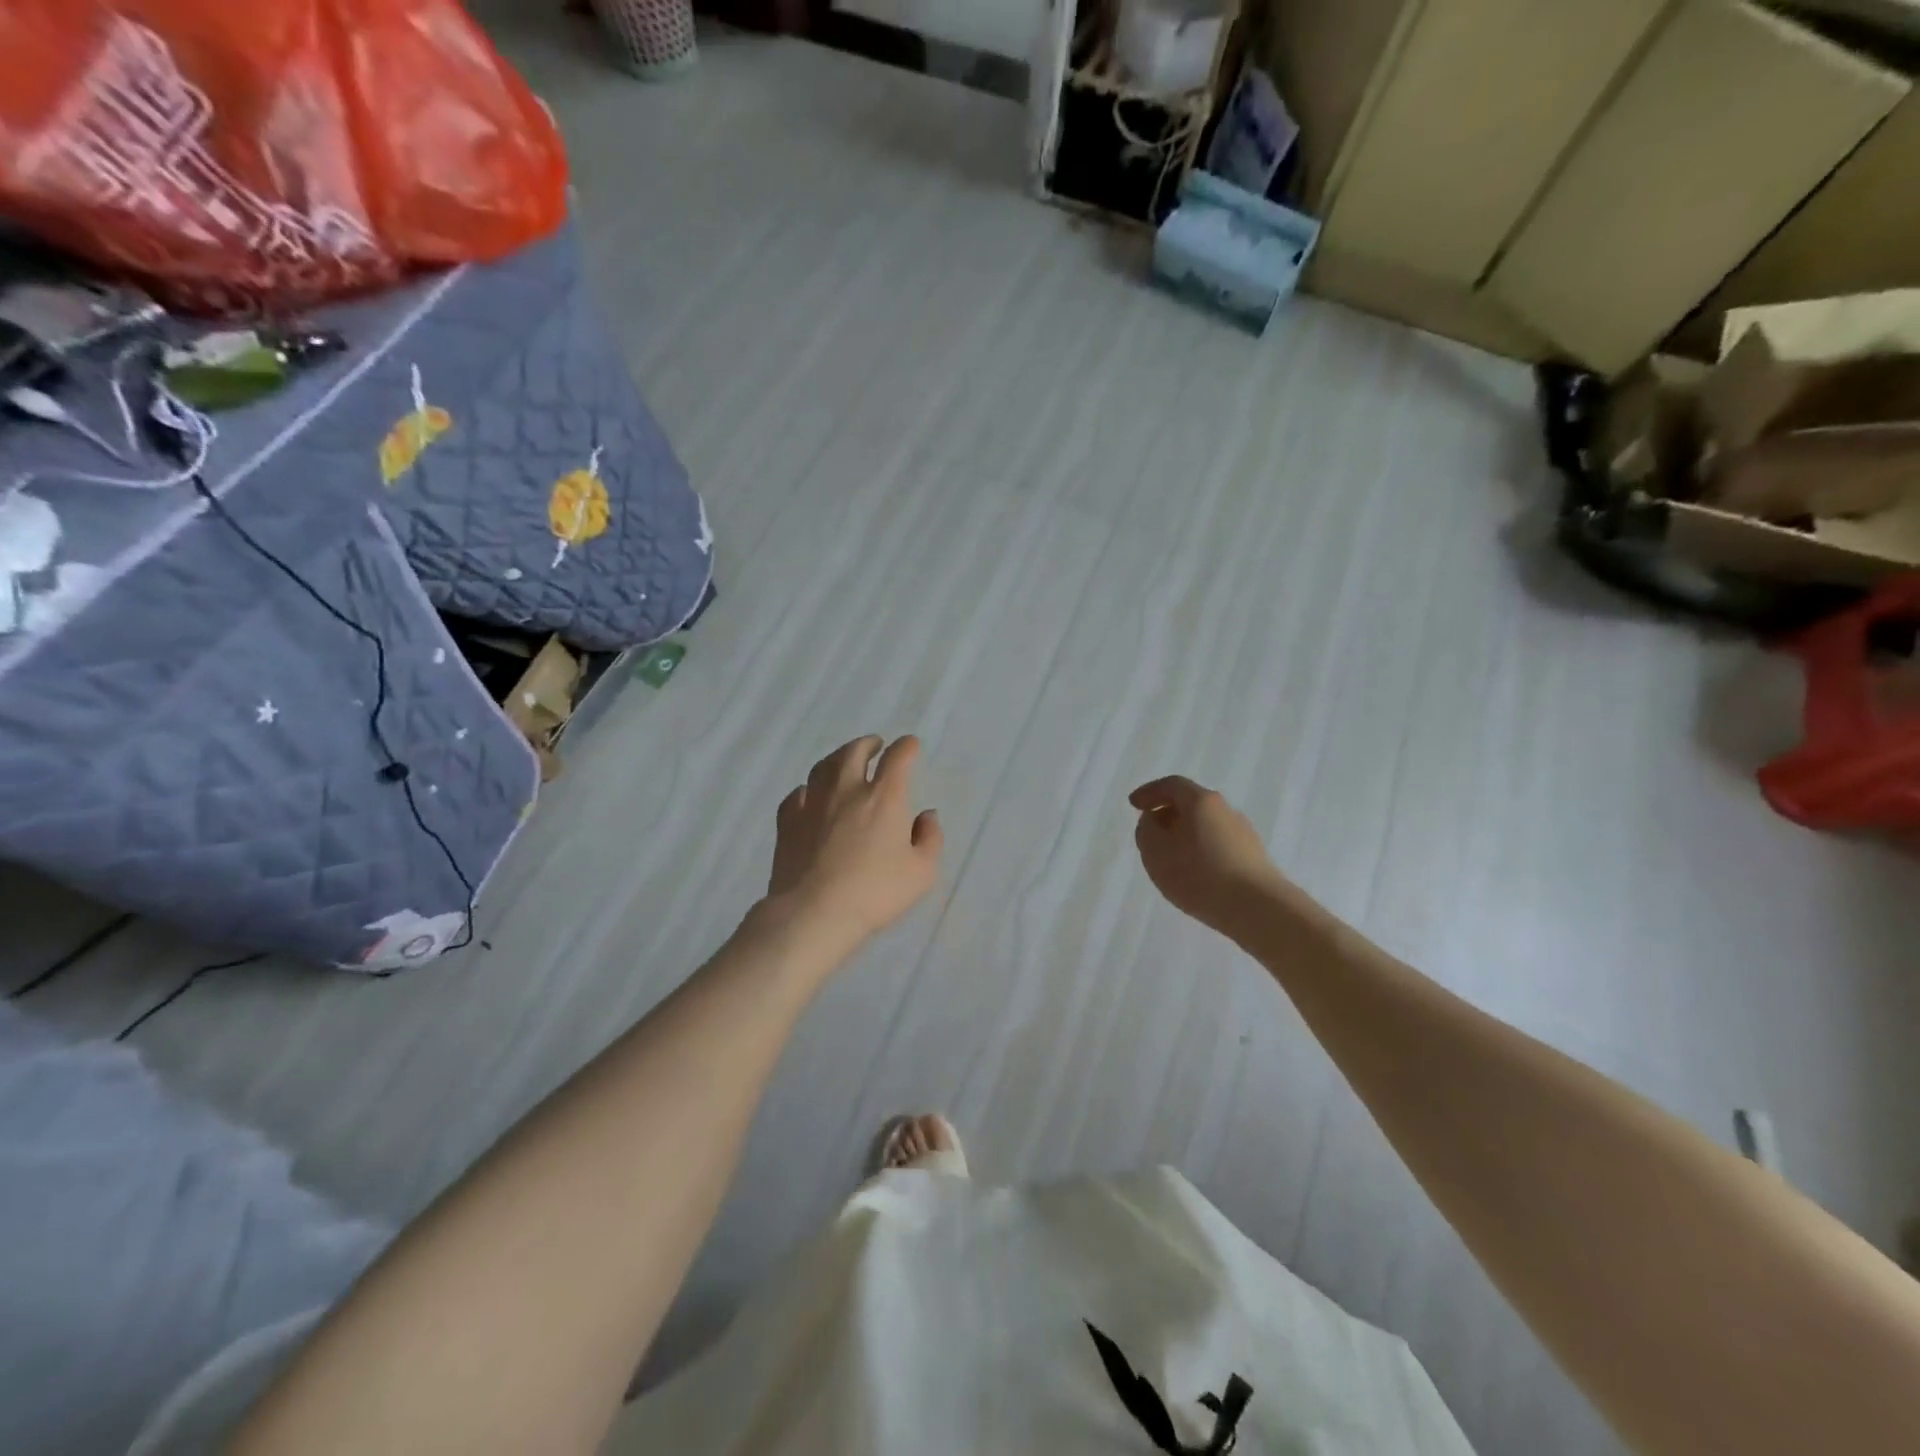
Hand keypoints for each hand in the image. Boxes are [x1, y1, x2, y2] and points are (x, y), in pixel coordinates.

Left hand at [768, 735, 943, 947]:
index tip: (911, 745)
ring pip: (823, 767)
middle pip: (854, 752)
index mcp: (884, 797)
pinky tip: (808, 795)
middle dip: (867, 744)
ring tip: (843, 762)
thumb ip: (930, 839)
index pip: (897, 758)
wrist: (814, 912)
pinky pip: (796, 794)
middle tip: (874, 745)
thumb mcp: (921, 872)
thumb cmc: (875, 892)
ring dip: (837, 758)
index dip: (907, 747)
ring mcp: (812, 803)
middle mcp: (847, 790)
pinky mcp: (787, 822)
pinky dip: (807, 789)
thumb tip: (927, 816)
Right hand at [1129, 776, 1288, 936]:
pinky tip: (1194, 874)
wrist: (1258, 908)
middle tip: (1150, 832)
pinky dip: (1200, 851)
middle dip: (1167, 815)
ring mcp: (1243, 834)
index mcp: (1201, 801)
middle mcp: (1225, 810)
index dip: (1149, 792)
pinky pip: (1218, 846)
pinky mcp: (1253, 858)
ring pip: (1205, 826)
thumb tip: (1153, 821)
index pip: (1172, 785)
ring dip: (1184, 835)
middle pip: (1191, 804)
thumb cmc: (1199, 874)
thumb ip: (1147, 830)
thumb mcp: (1156, 851)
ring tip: (1170, 859)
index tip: (1133, 805)